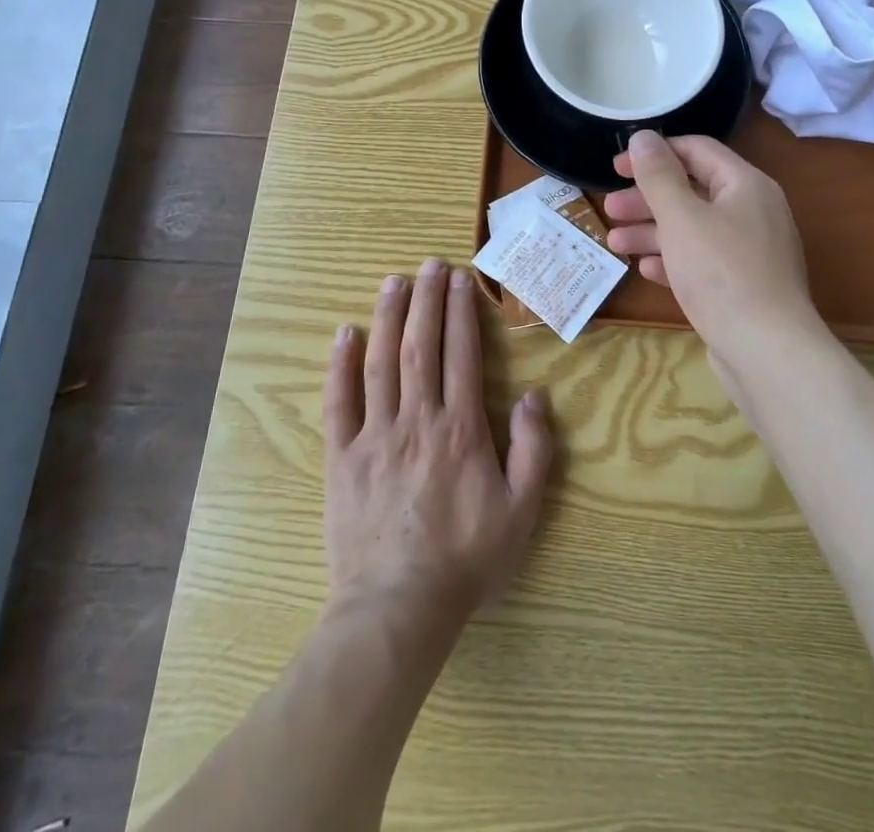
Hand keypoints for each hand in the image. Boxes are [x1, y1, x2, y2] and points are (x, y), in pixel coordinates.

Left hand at [324, 259, 553, 643]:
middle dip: (427, 300)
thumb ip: (533, 450)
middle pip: (421, 345)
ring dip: (388, 317)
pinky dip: (340, 365)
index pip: (461, 354)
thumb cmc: (465, 560)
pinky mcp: (342, 457)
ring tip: (394, 281)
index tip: (461, 279)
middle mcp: (417, 419)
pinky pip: (340, 402)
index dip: (461, 312)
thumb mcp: (521, 512)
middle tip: (430, 264)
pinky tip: (345, 334)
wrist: (398, 608)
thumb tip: (534, 395)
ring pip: (381, 362)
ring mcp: (375, 435)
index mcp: (460, 429)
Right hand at [604, 132, 819, 355]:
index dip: (654, 153)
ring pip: (694, 229)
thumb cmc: (721, 273)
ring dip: (652, 232)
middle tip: (609, 209)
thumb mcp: (681, 217)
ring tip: (615, 242)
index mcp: (745, 185)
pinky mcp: (744, 286)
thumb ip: (658, 175)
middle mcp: (753, 211)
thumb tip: (643, 136)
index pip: (696, 151)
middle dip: (647, 199)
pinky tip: (646, 269)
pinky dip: (673, 260)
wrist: (767, 351)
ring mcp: (751, 251)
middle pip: (692, 191)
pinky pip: (703, 261)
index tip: (616, 167)